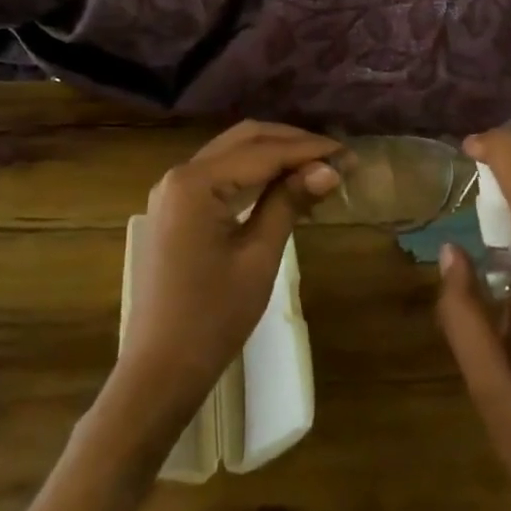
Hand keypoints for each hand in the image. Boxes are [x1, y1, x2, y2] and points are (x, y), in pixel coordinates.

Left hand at [116, 121, 339, 428]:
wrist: (159, 370)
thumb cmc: (212, 318)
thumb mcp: (258, 256)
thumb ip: (289, 202)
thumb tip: (330, 169)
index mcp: (196, 182)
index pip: (264, 151)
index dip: (310, 150)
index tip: (350, 155)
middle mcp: (180, 174)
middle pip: (246, 139)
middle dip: (293, 143)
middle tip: (336, 157)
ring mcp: (174, 191)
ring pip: (234, 153)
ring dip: (276, 155)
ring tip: (318, 168)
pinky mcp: (176, 209)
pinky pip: (221, 175)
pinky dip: (255, 173)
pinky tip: (285, 184)